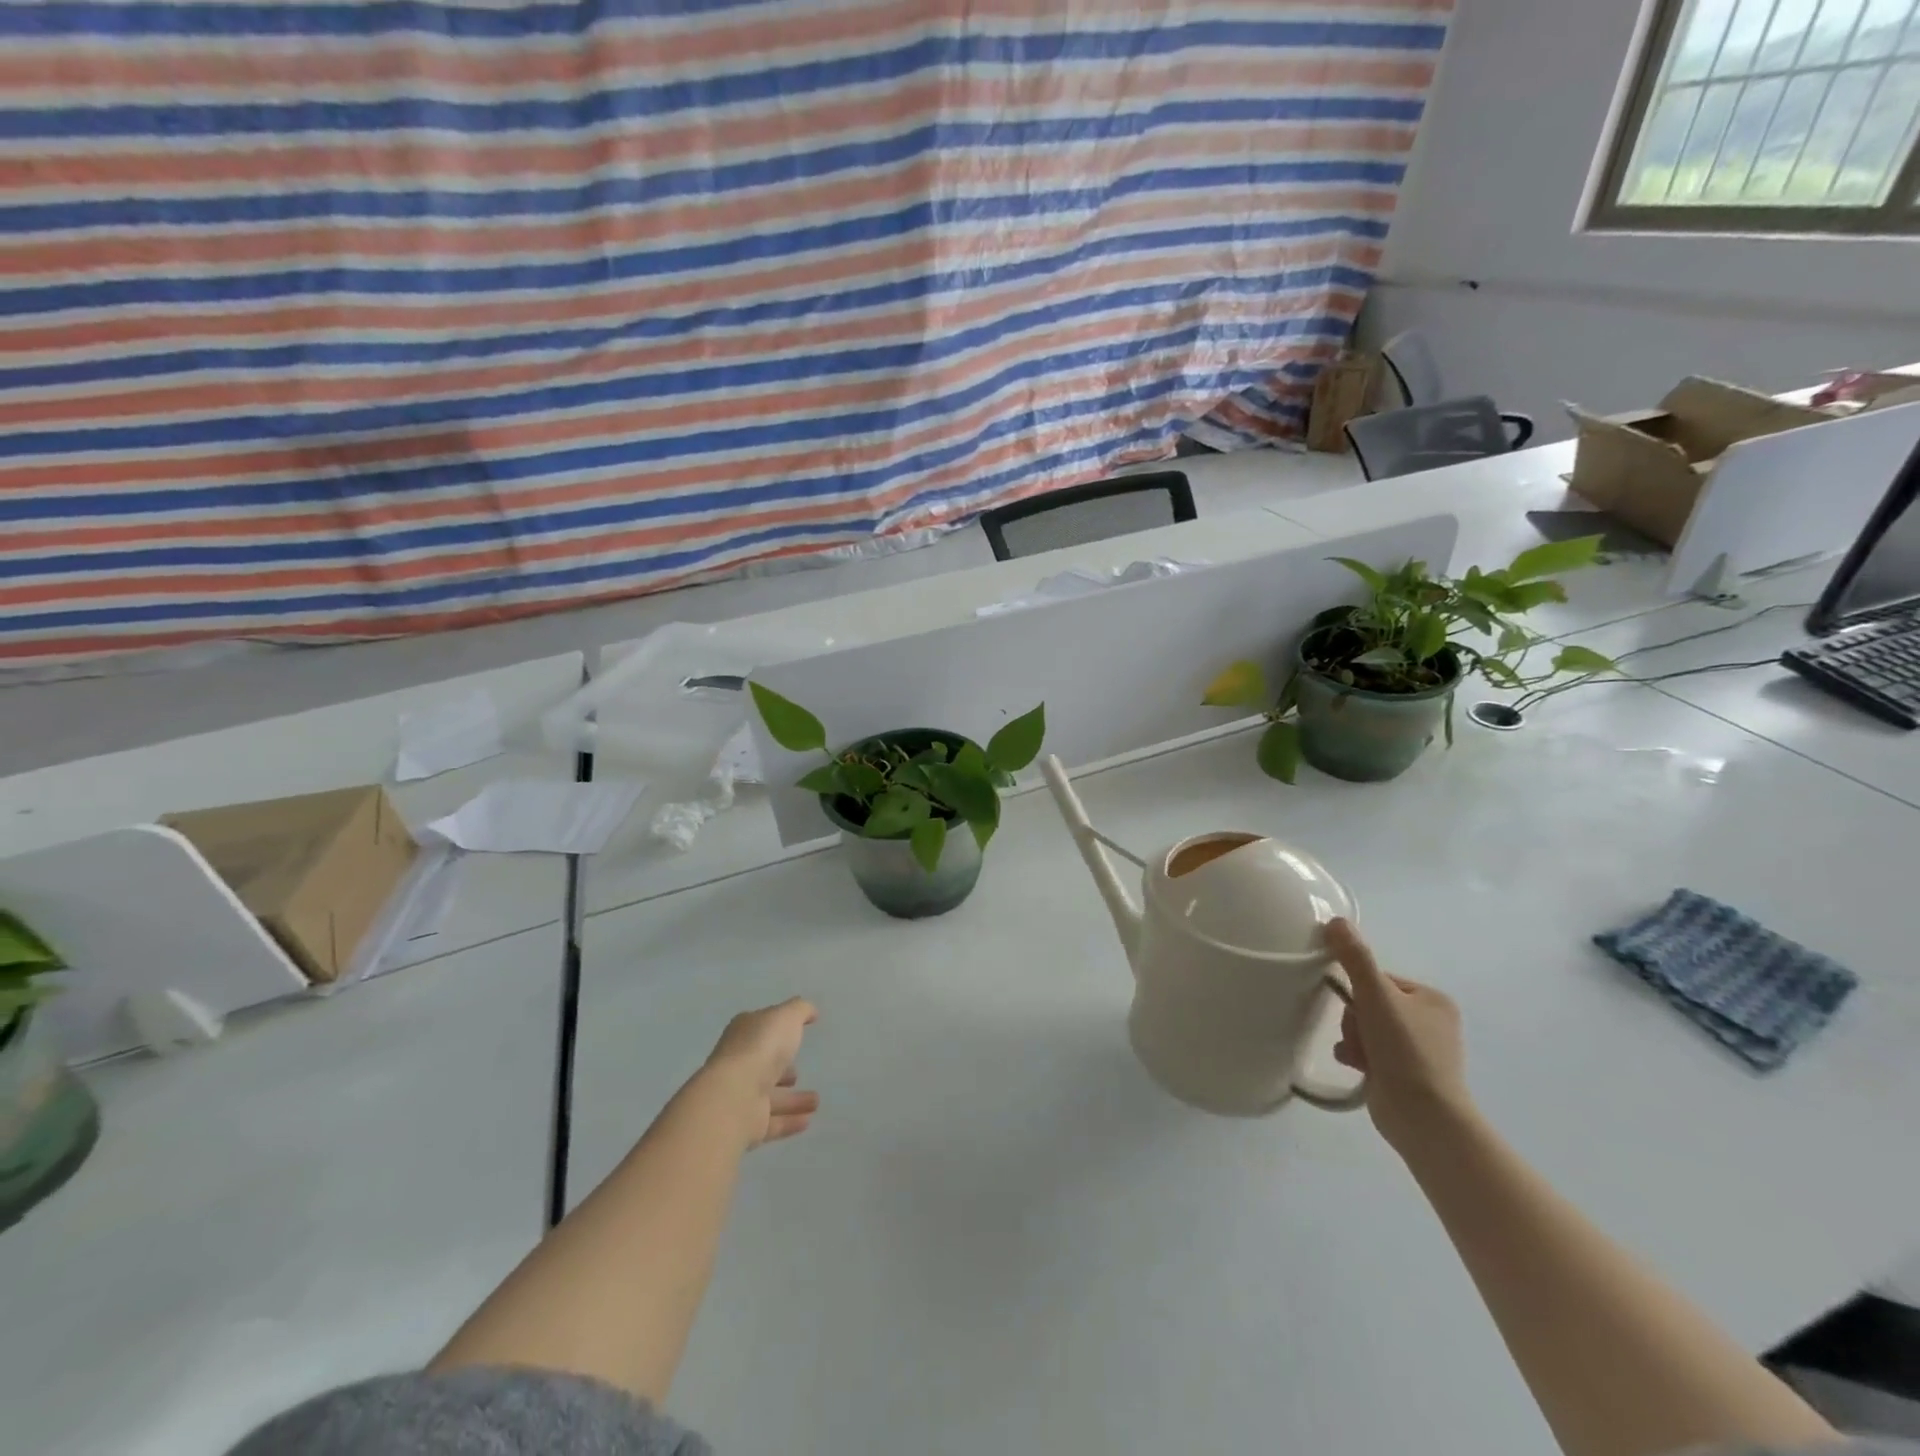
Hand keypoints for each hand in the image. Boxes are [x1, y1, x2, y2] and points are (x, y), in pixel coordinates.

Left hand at [699, 998, 819, 1149]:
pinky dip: (789, 1120)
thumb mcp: (786, 1016)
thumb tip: (811, 1011)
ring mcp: (741, 1096)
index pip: (761, 1030)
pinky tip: (809, 1120)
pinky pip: (772, 1122)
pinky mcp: (747, 1125)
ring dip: (792, 1099)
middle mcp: (739, 1064)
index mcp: (744, 1034)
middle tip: (798, 1074)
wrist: (734, 1097)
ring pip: (770, 1097)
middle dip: (781, 1070)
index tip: (796, 1035)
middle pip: (763, 1066)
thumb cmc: (761, 1048)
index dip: (777, 1031)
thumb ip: (800, 1010)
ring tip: (816, 1101)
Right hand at [1325, 919, 1471, 1155]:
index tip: (1358, 1008)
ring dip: (1353, 1038)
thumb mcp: (1376, 996)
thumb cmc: (1405, 1050)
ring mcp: (1419, 1050)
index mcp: (1432, 1000)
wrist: (1422, 1117)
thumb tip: (1336, 920)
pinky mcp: (1405, 1074)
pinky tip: (1356, 1066)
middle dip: (1355, 1019)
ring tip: (1359, 1055)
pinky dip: (1357, 1055)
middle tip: (1360, 1035)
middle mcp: (1430, 1022)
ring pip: (1365, 1027)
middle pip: (1369, 1004)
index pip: (1378, 979)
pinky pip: (1368, 1051)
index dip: (1359, 991)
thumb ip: (1355, 957)